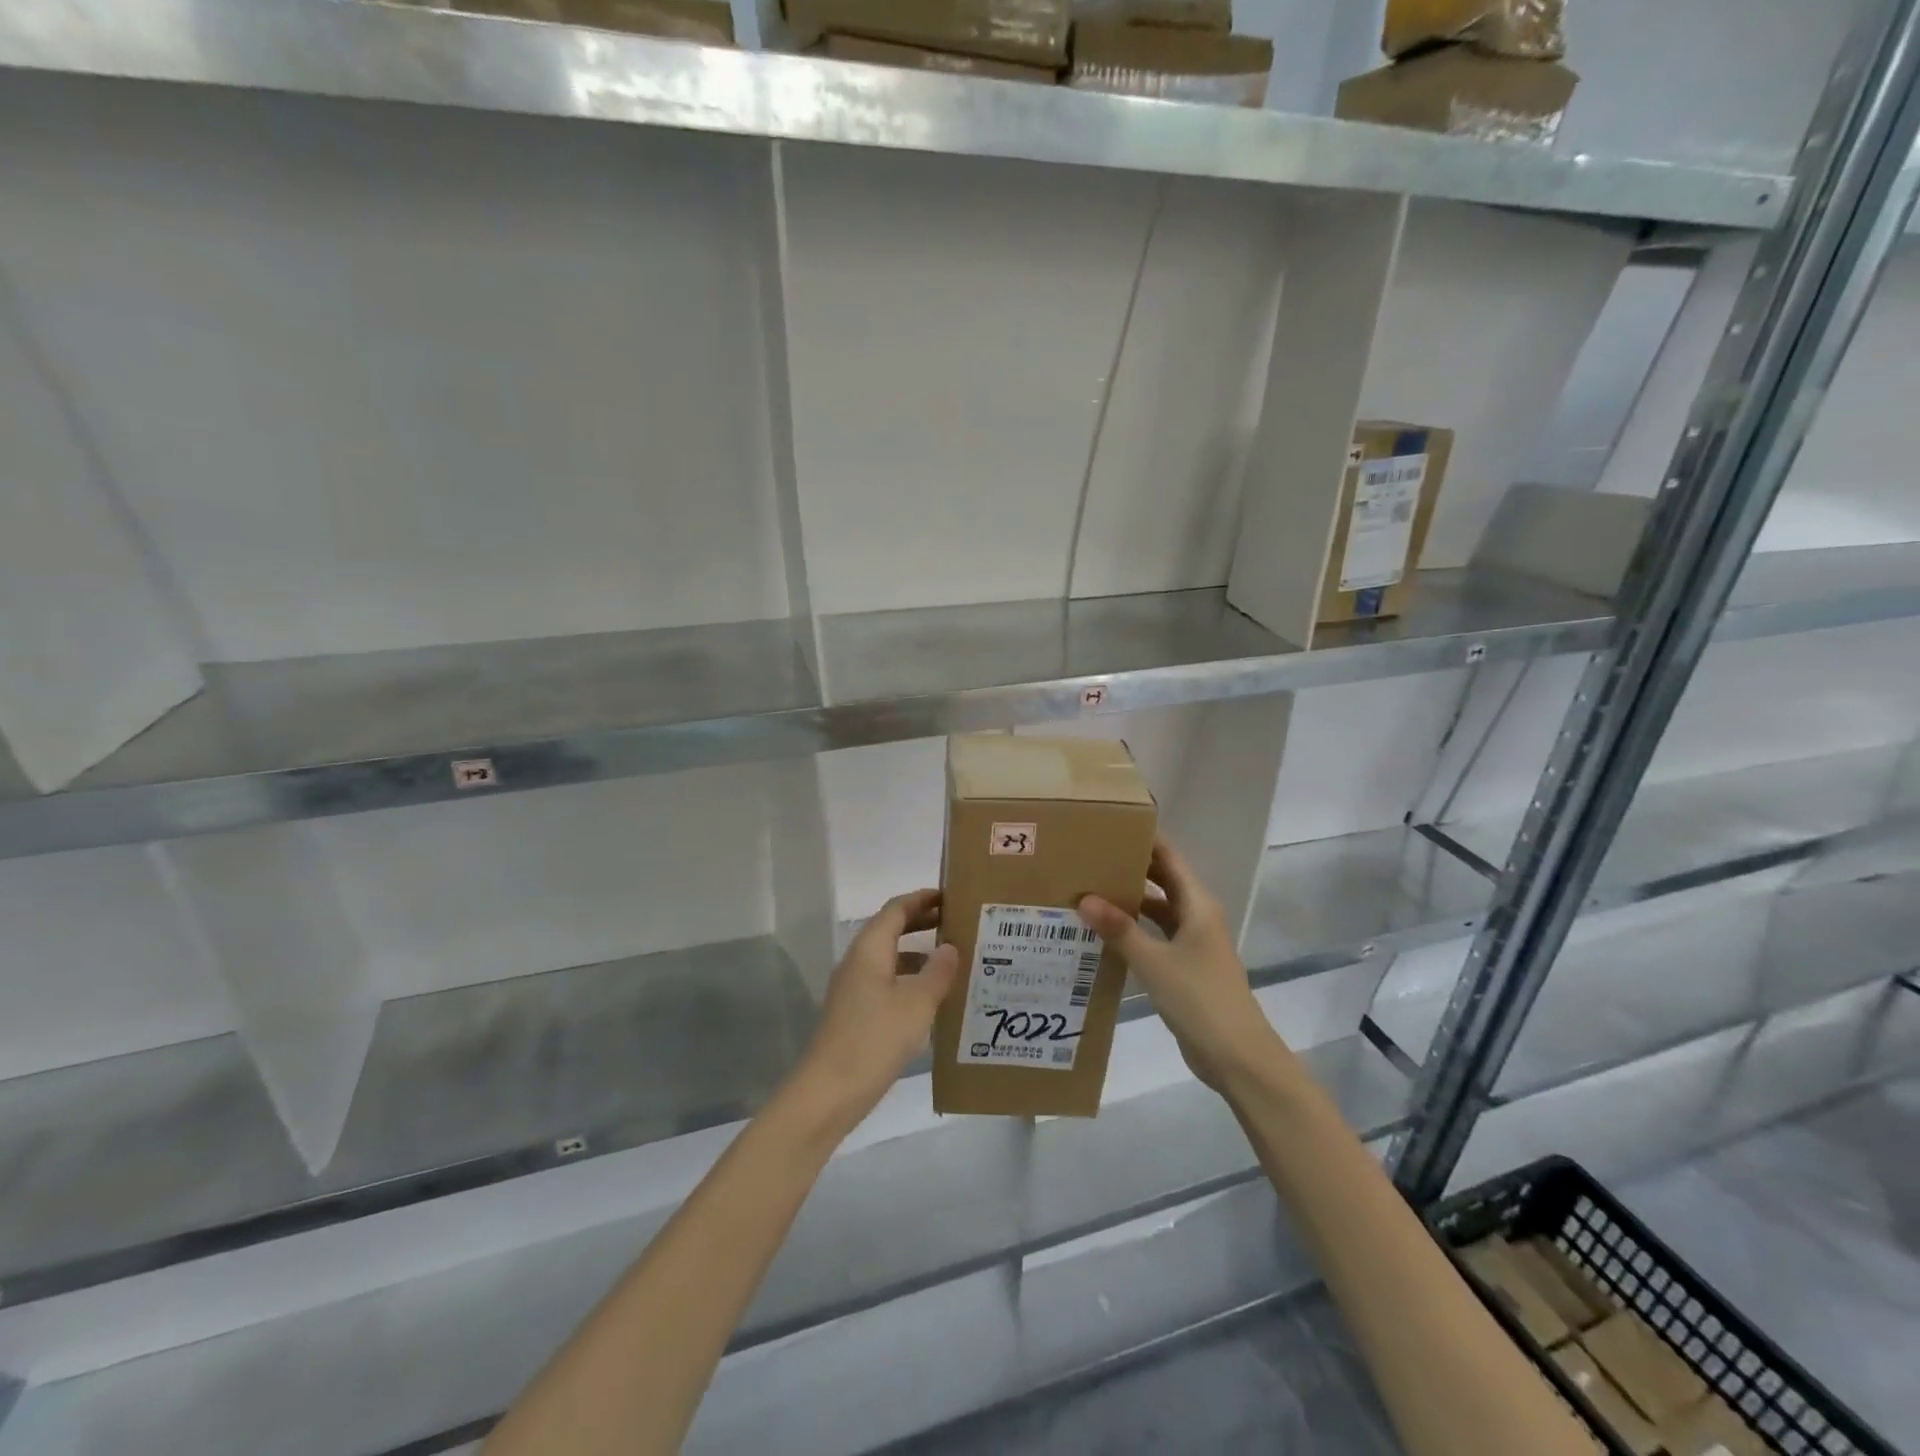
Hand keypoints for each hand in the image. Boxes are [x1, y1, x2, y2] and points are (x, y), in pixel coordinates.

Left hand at [790, 889, 958, 1132]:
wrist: (828, 1093)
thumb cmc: (874, 1039)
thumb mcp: (916, 1004)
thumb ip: (937, 972)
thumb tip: (950, 946)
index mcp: (870, 950)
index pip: (896, 909)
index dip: (922, 898)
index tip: (951, 895)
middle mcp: (858, 962)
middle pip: (890, 929)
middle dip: (922, 921)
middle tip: (957, 921)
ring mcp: (854, 988)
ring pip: (889, 957)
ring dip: (917, 952)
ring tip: (952, 958)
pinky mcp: (855, 1013)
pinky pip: (886, 981)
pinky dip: (909, 978)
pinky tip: (932, 997)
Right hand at [1077, 836, 1289, 1094]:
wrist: (1238, 1057)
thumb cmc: (1201, 999)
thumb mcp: (1154, 962)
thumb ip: (1119, 930)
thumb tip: (1084, 898)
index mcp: (1197, 904)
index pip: (1169, 857)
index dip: (1145, 837)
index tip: (1110, 822)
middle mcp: (1196, 916)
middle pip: (1162, 879)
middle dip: (1131, 866)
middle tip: (1089, 853)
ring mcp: (1192, 942)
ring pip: (1158, 909)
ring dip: (1130, 900)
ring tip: (1089, 888)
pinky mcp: (1185, 966)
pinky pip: (1155, 935)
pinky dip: (1134, 929)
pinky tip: (1105, 932)